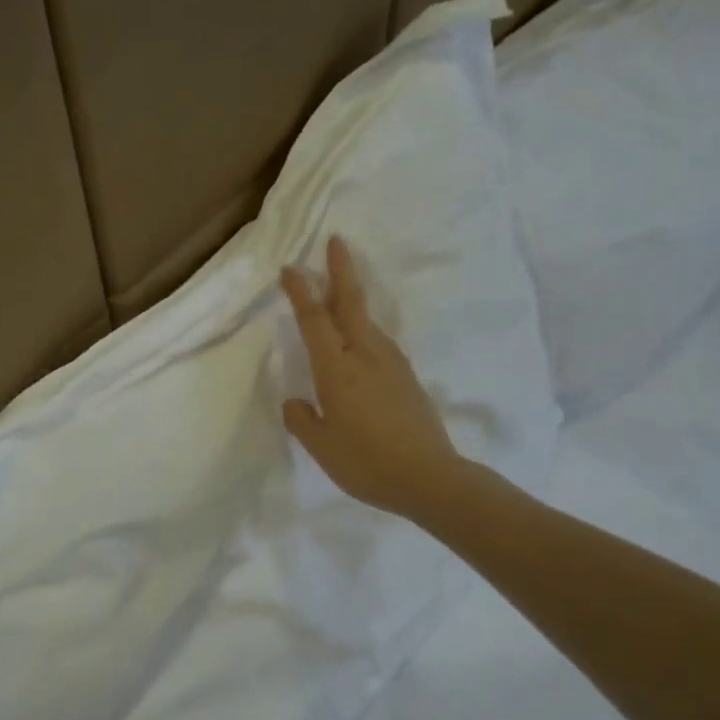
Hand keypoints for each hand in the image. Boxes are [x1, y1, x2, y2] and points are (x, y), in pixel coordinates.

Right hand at [280, 235, 471, 520]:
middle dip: (341, 270)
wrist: (429, 479)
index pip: (314, 320)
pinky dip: (364, 328)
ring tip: (340, 289)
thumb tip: (298, 402)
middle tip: (336, 241)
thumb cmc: (366, 462)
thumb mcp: (320, 446)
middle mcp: (365, 356)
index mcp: (337, 369)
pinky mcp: (407, 378)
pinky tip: (360, 340)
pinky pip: (379, 342)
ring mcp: (392, 364)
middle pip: (350, 303)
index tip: (290, 268)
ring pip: (367, 321)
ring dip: (353, 298)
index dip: (300, 292)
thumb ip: (302, 419)